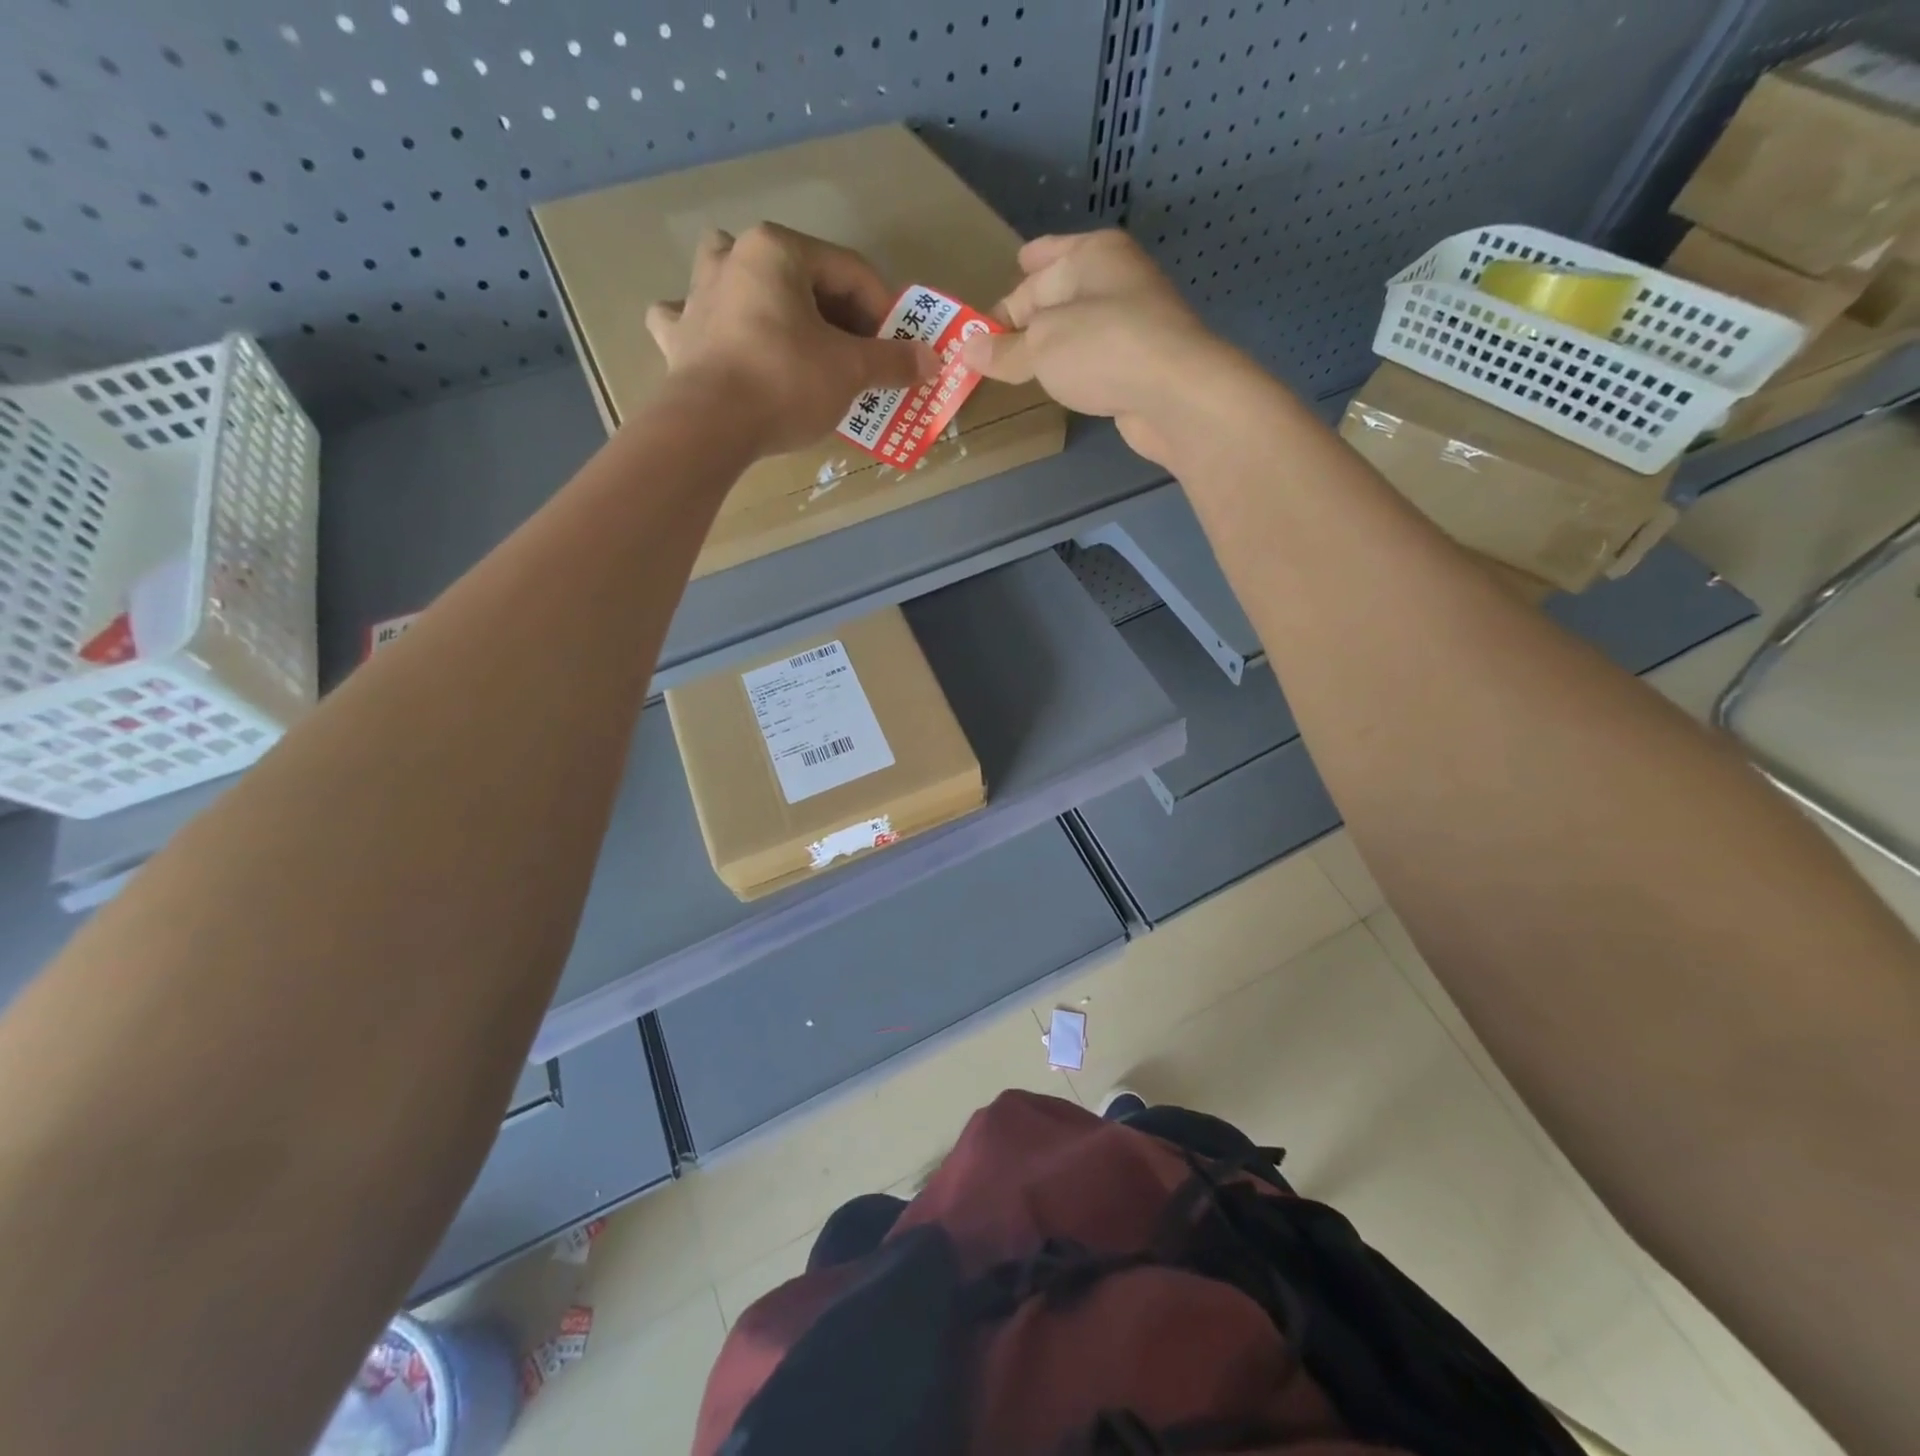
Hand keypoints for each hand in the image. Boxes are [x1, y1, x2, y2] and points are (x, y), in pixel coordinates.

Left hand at [646, 223, 938, 454]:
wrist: (711, 426)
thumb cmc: (786, 382)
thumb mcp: (850, 370)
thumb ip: (893, 360)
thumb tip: (932, 359)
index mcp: (777, 251)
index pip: (848, 271)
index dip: (883, 309)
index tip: (900, 345)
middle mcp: (732, 257)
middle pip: (799, 277)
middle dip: (834, 314)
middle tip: (859, 354)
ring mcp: (697, 295)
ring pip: (738, 281)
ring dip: (764, 298)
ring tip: (787, 330)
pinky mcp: (678, 336)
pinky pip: (693, 318)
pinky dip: (708, 326)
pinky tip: (719, 341)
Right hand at [960, 231, 1248, 467]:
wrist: (1175, 395)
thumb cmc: (1102, 350)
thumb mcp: (1041, 347)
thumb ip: (1005, 350)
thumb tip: (967, 349)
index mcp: (1092, 255)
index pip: (1035, 272)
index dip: (1007, 297)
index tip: (980, 323)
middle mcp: (1115, 279)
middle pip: (1059, 295)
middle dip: (1029, 316)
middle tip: (994, 343)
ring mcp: (1133, 321)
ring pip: (1078, 328)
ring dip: (1052, 344)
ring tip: (1019, 366)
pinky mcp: (1140, 363)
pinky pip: (1094, 358)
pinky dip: (1073, 367)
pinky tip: (1059, 382)